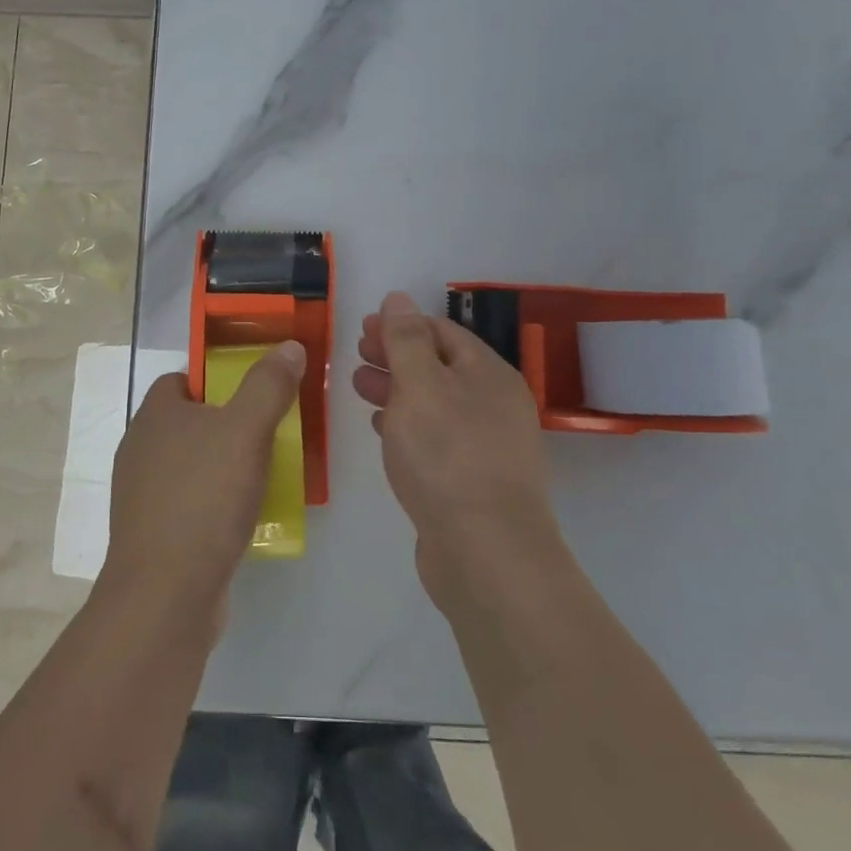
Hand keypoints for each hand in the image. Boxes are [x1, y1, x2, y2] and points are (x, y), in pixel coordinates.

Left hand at [102, 342, 305, 629]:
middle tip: (269, 432)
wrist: (165, 596)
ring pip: (191, 464)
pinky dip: (215, 504)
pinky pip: (190, 503)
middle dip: (228, 424)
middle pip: (189, 421)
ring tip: (266, 474)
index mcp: (154, 415)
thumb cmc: (204, 499)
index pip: (182, 379)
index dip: (216, 379)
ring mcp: (142, 495)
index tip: (253, 392)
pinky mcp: (152, 534)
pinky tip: (244, 518)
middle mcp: (141, 448)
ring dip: (224, 466)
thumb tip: (289, 346)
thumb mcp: (246, 431)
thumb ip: (268, 385)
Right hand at [355, 292, 571, 617]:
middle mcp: (494, 404)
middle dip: (395, 356)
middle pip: (439, 366)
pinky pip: (436, 439)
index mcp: (488, 373)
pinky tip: (382, 428)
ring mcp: (487, 445)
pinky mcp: (473, 482)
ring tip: (358, 387)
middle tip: (356, 354)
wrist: (486, 553)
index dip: (401, 324)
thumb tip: (399, 298)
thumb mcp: (420, 385)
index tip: (362, 327)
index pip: (442, 332)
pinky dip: (407, 425)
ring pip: (435, 403)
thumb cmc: (448, 456)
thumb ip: (406, 340)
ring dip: (396, 390)